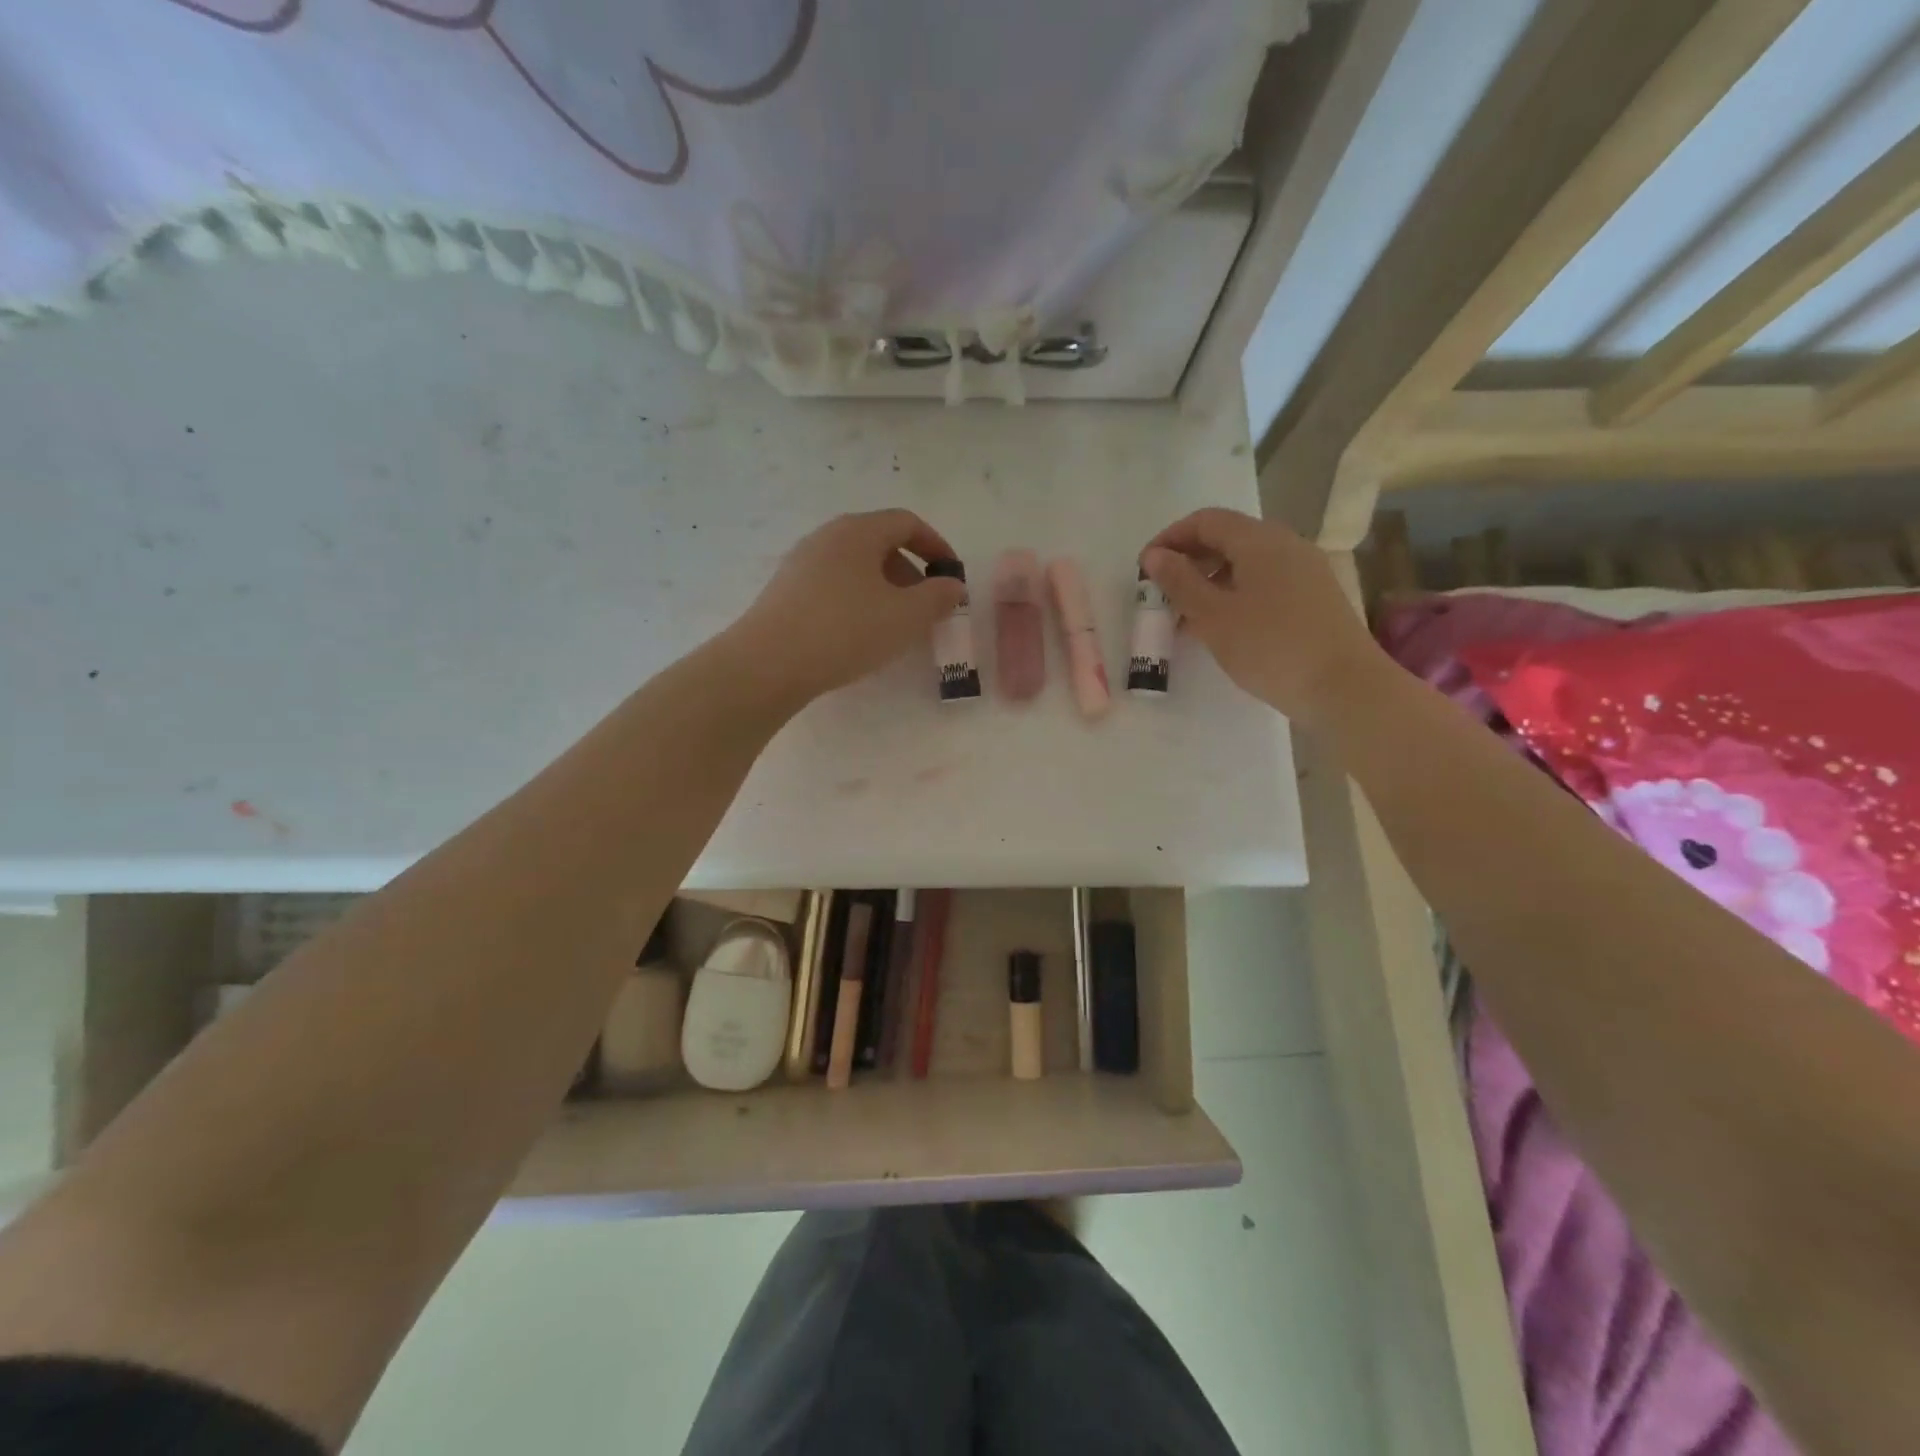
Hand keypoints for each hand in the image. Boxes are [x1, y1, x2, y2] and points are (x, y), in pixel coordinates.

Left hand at [727, 509, 967, 708]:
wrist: (768, 663)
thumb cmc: (846, 631)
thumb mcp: (905, 617)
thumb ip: (937, 598)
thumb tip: (951, 586)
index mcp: (858, 531)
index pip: (907, 522)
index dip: (936, 546)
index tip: (951, 577)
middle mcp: (827, 537)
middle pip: (879, 543)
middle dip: (910, 573)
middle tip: (925, 608)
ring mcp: (801, 563)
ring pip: (855, 567)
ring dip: (884, 590)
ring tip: (894, 626)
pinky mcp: (785, 591)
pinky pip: (833, 586)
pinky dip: (857, 601)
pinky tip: (858, 635)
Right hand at [1140, 508, 1384, 724]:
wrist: (1345, 687)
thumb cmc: (1271, 647)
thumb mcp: (1214, 616)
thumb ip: (1180, 582)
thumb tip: (1155, 555)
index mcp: (1260, 540)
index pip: (1206, 521)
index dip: (1170, 538)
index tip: (1144, 569)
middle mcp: (1285, 544)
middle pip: (1227, 538)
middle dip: (1189, 561)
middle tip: (1161, 594)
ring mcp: (1305, 570)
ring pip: (1246, 563)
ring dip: (1210, 581)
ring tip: (1185, 616)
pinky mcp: (1313, 597)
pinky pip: (1264, 582)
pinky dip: (1234, 594)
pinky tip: (1221, 626)